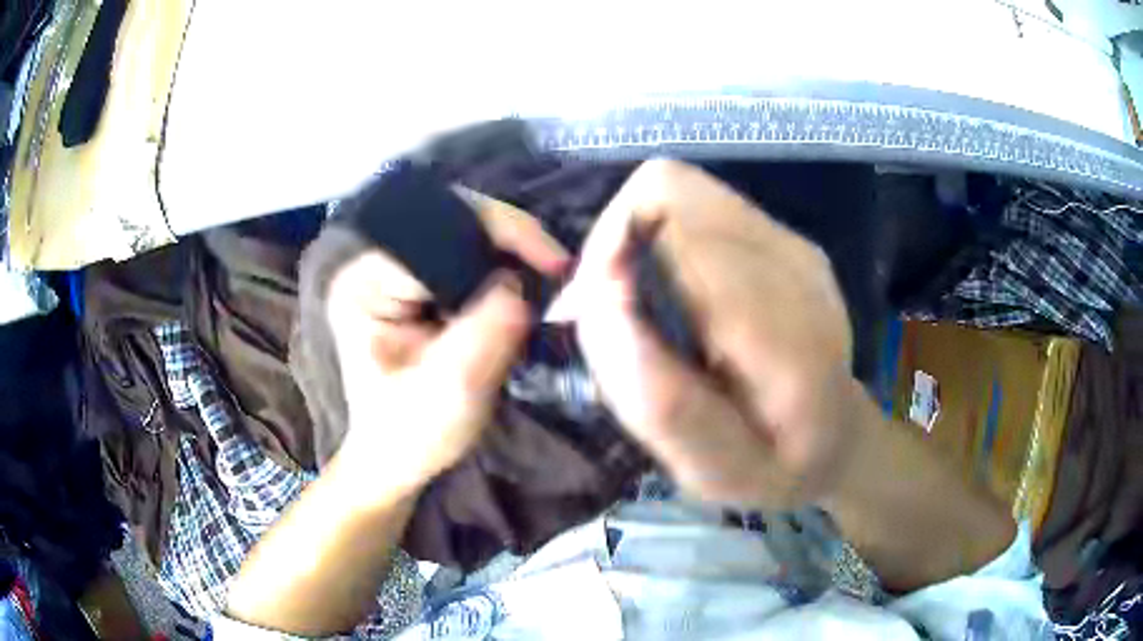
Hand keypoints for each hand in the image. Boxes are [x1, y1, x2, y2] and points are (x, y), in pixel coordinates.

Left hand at [325, 192, 569, 495]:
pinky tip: (521, 289)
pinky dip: (500, 268)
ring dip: (508, 253)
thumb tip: (520, 286)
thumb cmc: (412, 435)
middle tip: (556, 271)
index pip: (440, 230)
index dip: (503, 233)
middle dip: (510, 240)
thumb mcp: (451, 392)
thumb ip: (484, 335)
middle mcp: (374, 264)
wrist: (396, 459)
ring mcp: (394, 272)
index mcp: (366, 283)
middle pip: (453, 220)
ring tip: (545, 279)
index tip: (555, 264)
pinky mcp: (413, 285)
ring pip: (463, 234)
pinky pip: (465, 256)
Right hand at [552, 160, 858, 507]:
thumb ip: (662, 401)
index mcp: (786, 335)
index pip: (679, 235)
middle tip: (601, 308)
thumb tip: (599, 305)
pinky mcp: (783, 236)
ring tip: (631, 301)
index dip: (611, 256)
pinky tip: (668, 293)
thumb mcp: (716, 470)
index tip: (588, 314)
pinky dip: (660, 237)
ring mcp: (791, 243)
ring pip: (677, 189)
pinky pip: (696, 205)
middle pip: (668, 189)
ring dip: (634, 238)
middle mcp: (793, 265)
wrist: (839, 434)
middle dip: (613, 242)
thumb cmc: (777, 467)